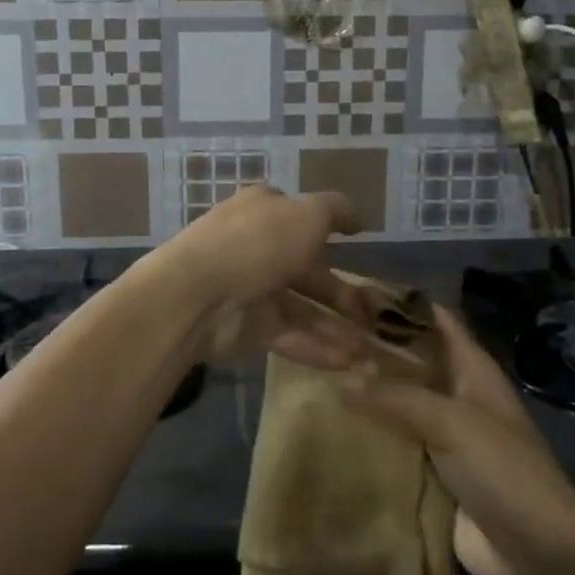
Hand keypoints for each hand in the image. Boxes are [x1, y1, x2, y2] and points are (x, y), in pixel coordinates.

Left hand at [147, 184, 372, 369]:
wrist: (198, 294)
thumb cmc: (258, 242)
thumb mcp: (307, 214)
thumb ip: (335, 212)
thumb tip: (357, 218)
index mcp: (265, 211)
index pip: (299, 217)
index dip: (328, 231)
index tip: (356, 247)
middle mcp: (258, 247)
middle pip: (307, 271)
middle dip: (342, 294)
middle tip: (376, 316)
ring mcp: (251, 289)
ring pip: (302, 309)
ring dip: (336, 327)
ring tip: (371, 350)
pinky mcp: (248, 328)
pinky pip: (290, 336)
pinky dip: (319, 348)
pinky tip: (350, 363)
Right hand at [340, 305, 574, 574]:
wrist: (541, 558)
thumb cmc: (504, 472)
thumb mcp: (451, 423)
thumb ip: (395, 397)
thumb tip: (339, 379)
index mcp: (470, 368)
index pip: (432, 318)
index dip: (397, 301)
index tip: (349, 291)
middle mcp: (454, 393)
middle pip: (407, 359)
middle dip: (369, 347)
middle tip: (318, 336)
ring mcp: (441, 434)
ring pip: (395, 402)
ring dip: (363, 393)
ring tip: (312, 375)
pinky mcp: (429, 472)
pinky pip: (391, 443)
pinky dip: (365, 435)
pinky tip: (326, 426)